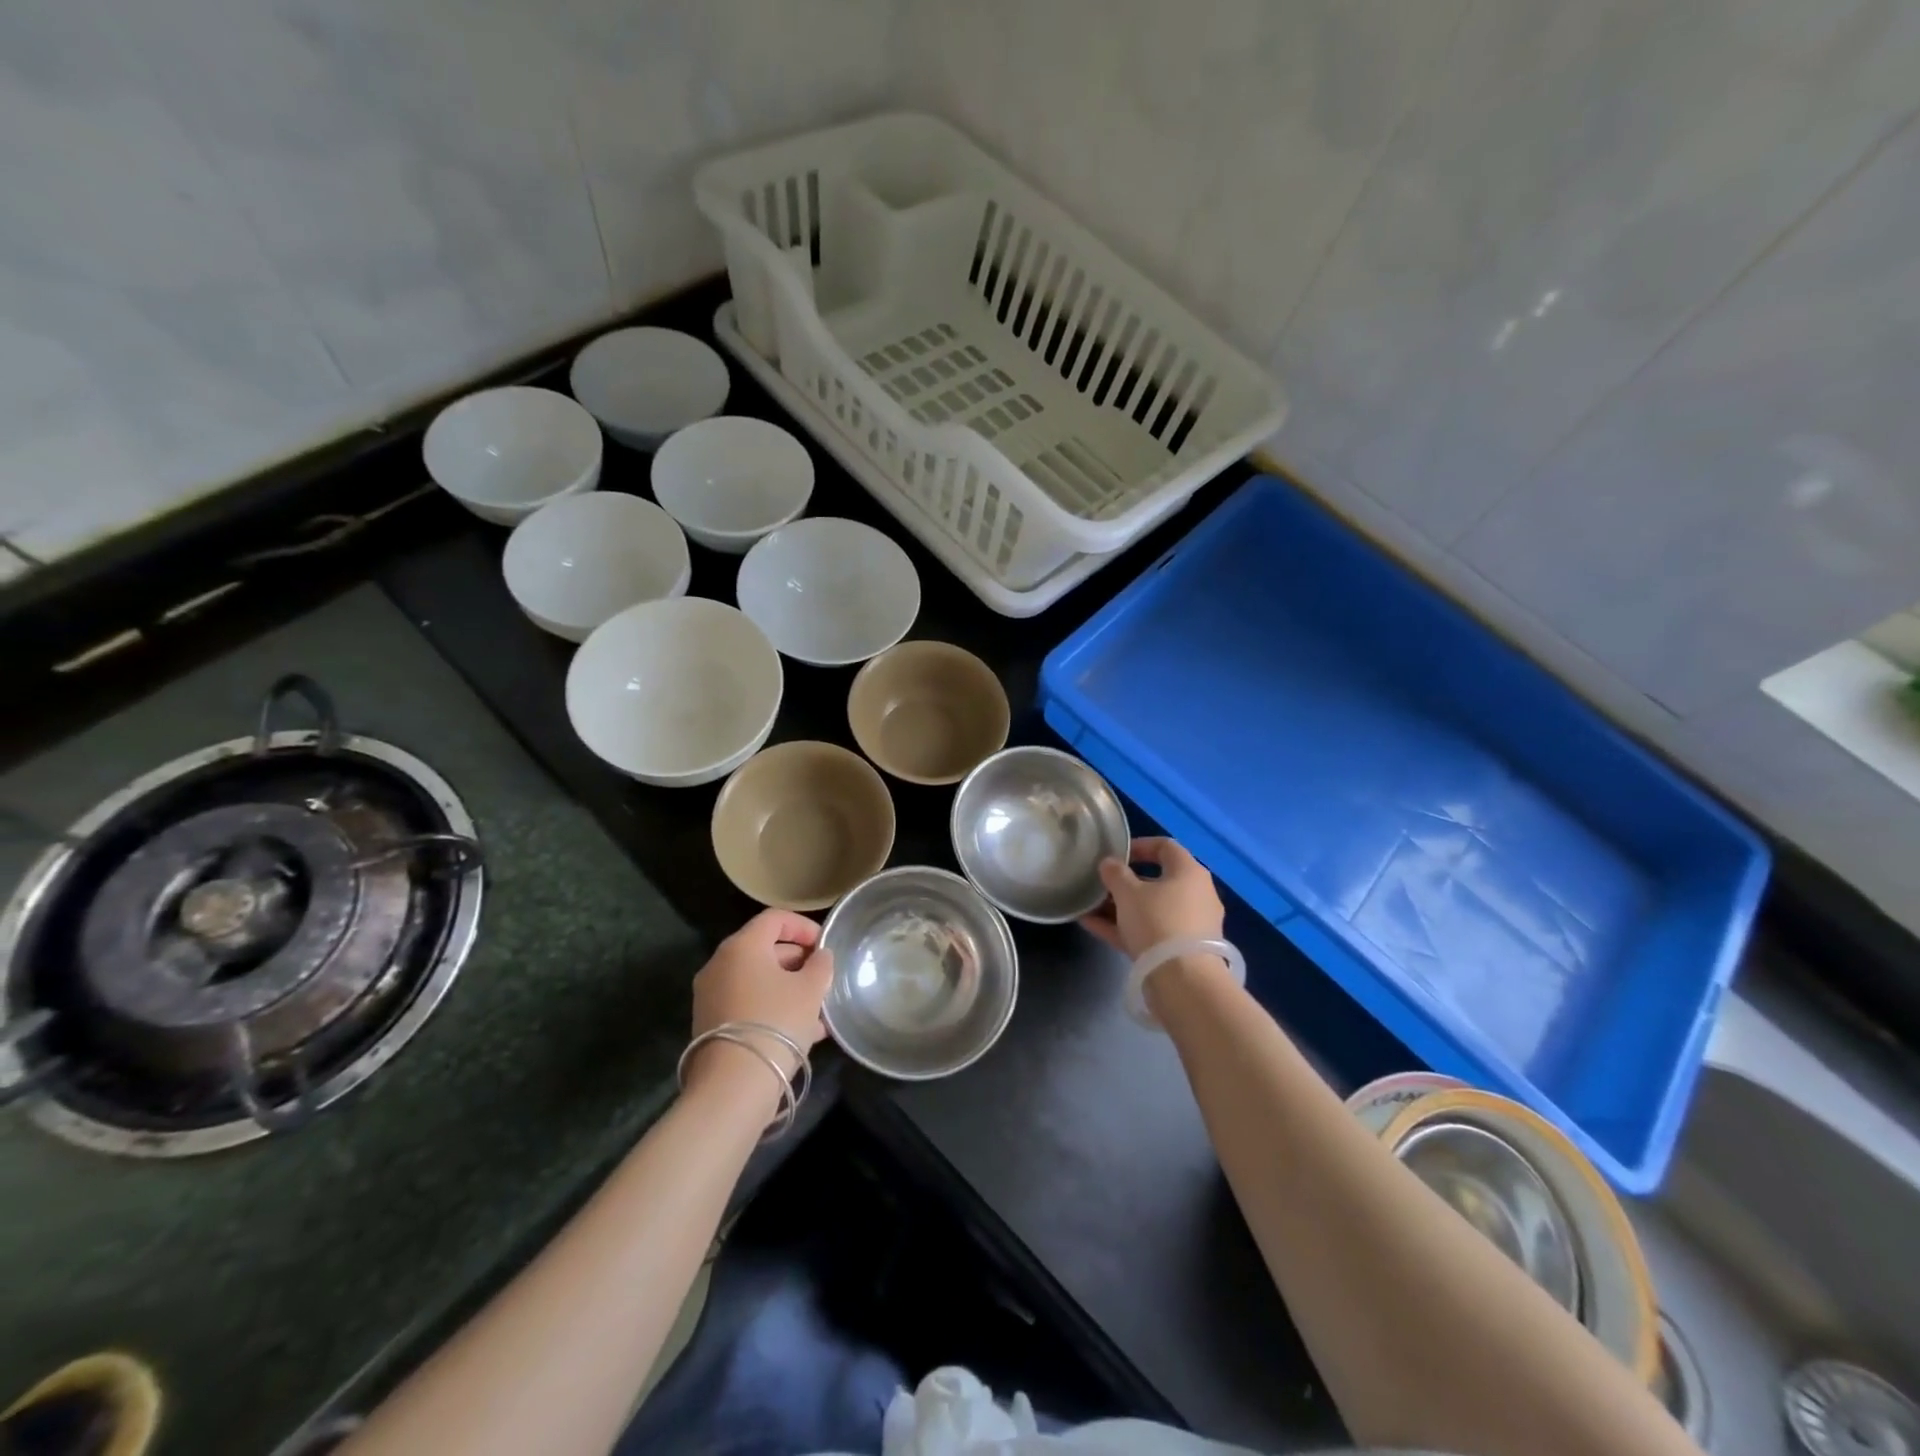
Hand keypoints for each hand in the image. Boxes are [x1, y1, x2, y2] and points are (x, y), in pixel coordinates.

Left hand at [688, 909, 833, 1087]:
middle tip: (823, 977)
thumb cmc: (776, 1023)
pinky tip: (802, 1030)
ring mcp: (711, 996)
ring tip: (818, 1008)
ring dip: (788, 987)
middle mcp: (720, 965)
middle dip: (798, 961)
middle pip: (764, 949)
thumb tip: (820, 956)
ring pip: (757, 980)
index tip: (825, 945)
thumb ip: (820, 966)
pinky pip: (748, 1003)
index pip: (775, 918)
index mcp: (742, 946)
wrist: (733, 1085)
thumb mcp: (811, 990)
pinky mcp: (710, 1024)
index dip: (804, 926)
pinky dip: (772, 1007)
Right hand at [1080, 837, 1224, 958]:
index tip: (1115, 854)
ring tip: (1089, 908)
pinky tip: (1093, 927)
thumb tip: (1109, 863)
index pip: (1165, 847)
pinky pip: (1150, 932)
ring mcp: (1191, 925)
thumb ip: (1115, 873)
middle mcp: (1196, 894)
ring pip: (1151, 909)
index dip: (1138, 846)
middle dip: (1124, 883)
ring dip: (1120, 907)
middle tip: (1101, 885)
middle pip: (1157, 881)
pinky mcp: (1182, 951)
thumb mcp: (1128, 893)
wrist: (1183, 981)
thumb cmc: (1157, 922)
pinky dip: (1125, 928)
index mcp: (1189, 872)